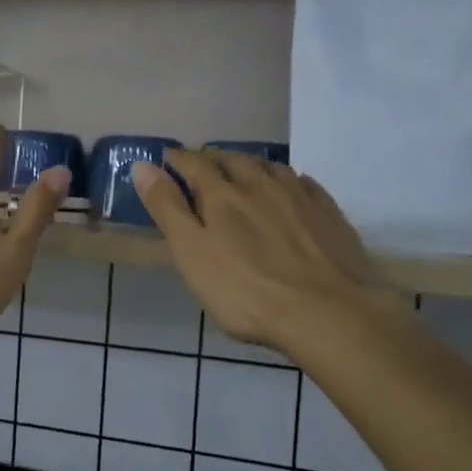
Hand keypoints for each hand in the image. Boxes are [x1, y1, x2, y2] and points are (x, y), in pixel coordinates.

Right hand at [132, 150, 379, 355]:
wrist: (325, 313)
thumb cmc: (244, 291)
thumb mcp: (191, 254)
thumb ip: (167, 208)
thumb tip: (143, 166)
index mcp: (222, 196)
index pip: (194, 164)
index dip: (177, 159)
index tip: (166, 157)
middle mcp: (260, 185)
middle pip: (233, 160)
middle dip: (214, 159)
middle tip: (203, 164)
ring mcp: (299, 197)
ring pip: (270, 167)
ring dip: (251, 165)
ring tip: (243, 171)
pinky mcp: (329, 214)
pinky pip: (305, 184)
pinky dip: (289, 180)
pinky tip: (291, 188)